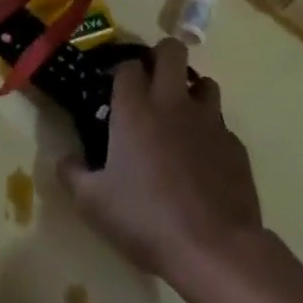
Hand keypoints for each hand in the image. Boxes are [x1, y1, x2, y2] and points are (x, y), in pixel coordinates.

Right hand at [58, 37, 264, 286]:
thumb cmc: (146, 219)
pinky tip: (201, 159)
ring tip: (179, 117)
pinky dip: (209, 131)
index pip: (128, 65)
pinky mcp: (236, 146)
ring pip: (205, 82)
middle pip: (171, 51)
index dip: (121, 72)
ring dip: (190, 91)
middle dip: (160, 57)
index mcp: (134, 109)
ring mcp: (209, 122)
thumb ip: (72, 173)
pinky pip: (221, 124)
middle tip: (150, 83)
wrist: (215, 250)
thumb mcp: (92, 202)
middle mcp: (172, 104)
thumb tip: (66, 160)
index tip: (115, 89)